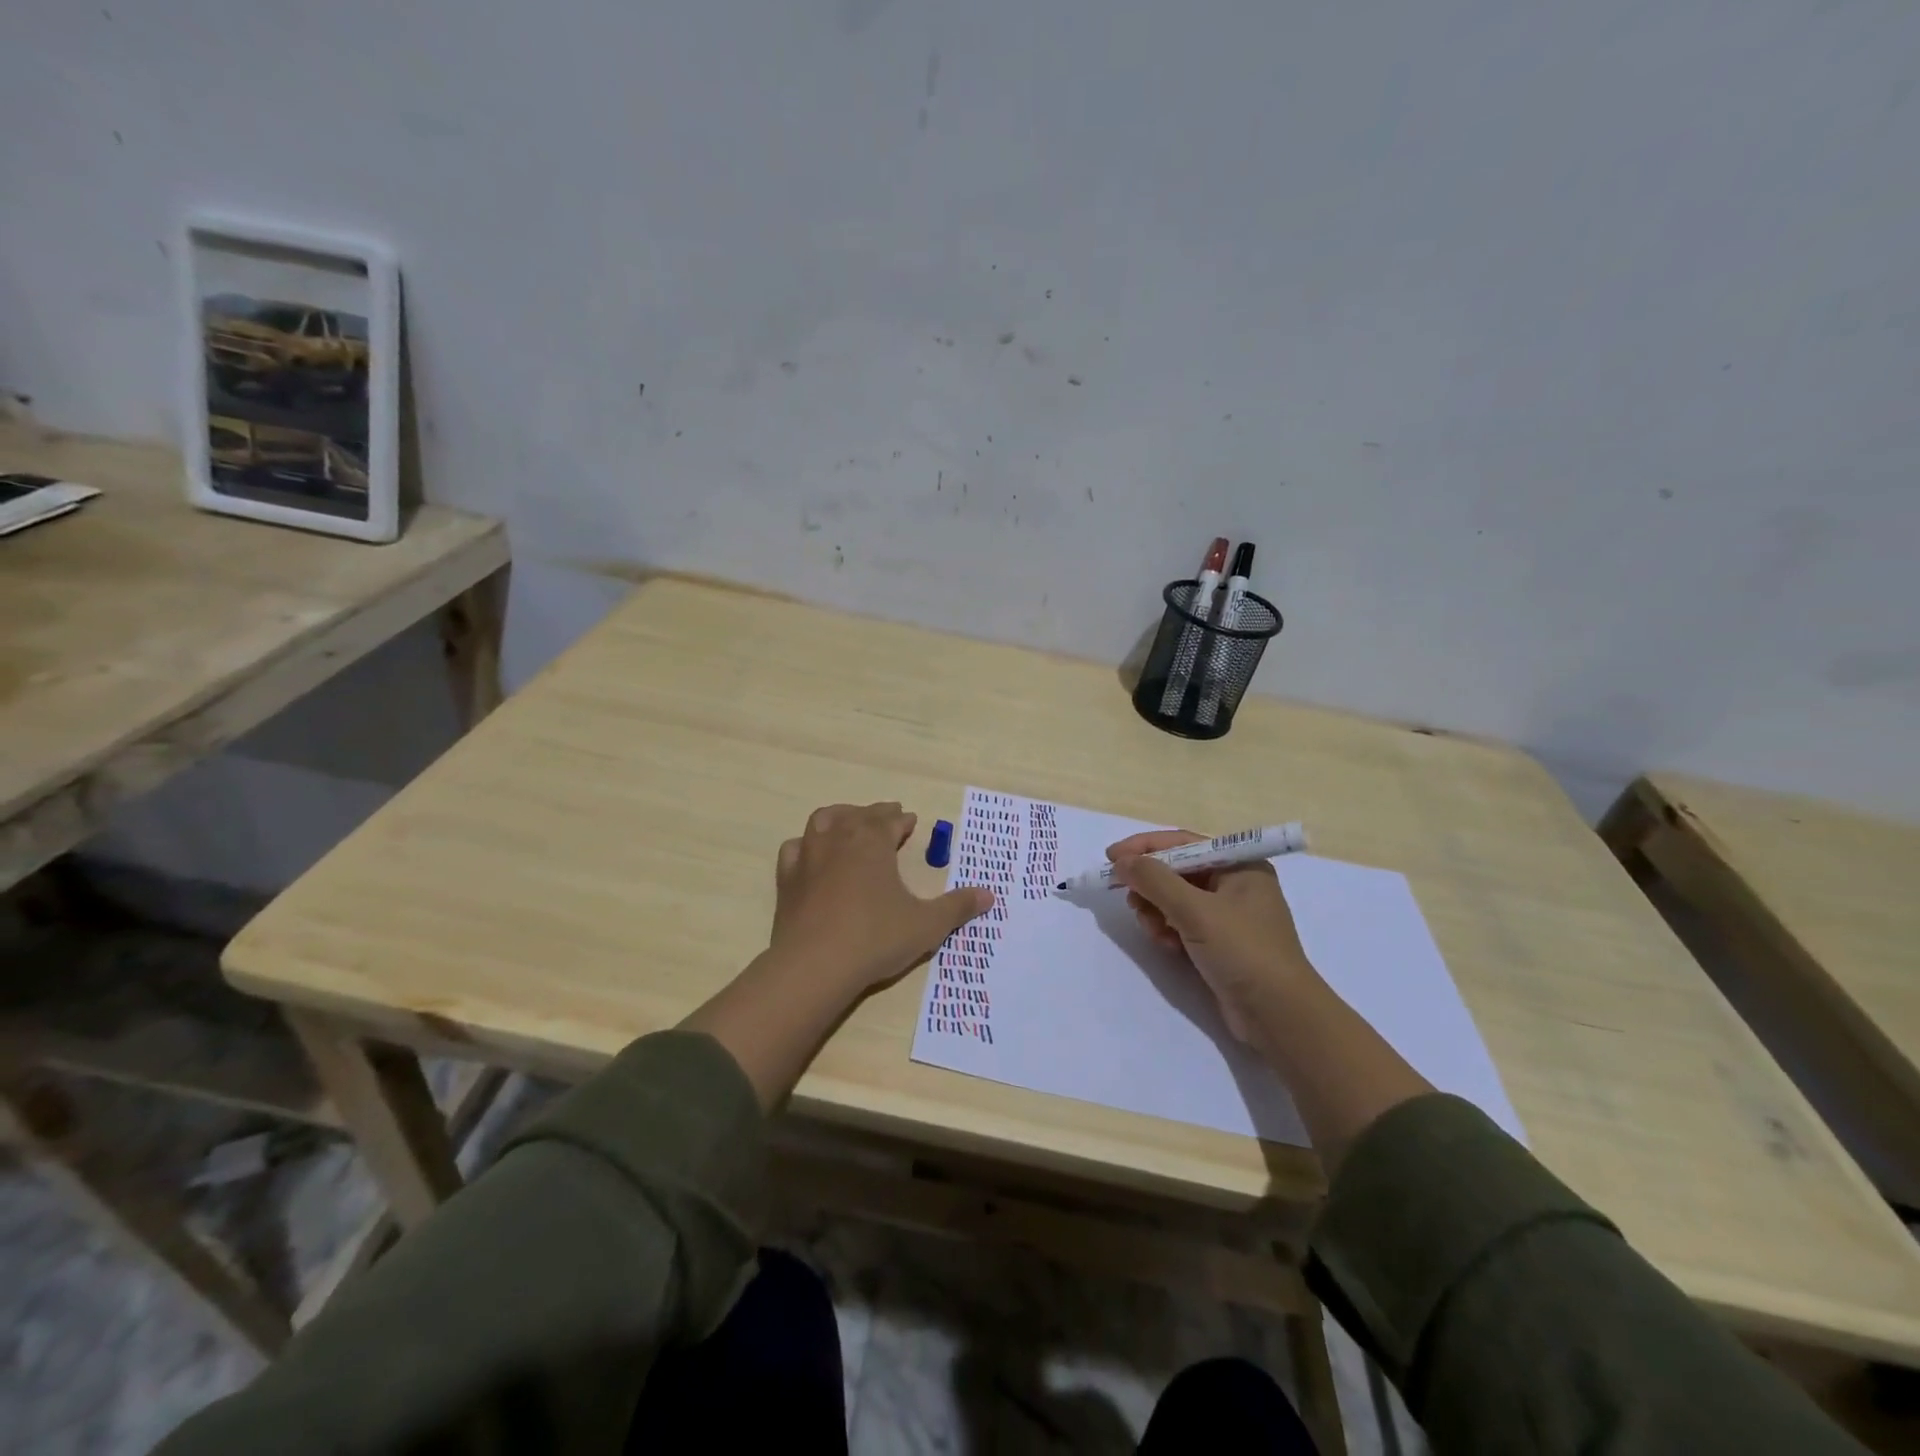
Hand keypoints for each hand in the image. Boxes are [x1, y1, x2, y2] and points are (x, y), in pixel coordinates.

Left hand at [769, 802, 994, 990]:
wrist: (815, 966)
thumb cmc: (875, 938)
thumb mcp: (926, 925)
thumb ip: (957, 907)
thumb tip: (989, 895)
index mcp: (872, 841)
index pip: (890, 820)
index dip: (902, 820)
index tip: (911, 821)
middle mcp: (838, 839)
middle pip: (858, 815)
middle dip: (875, 814)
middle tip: (888, 817)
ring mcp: (808, 857)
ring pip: (822, 821)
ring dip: (839, 817)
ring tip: (849, 823)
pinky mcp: (787, 880)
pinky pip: (795, 848)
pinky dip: (806, 845)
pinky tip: (811, 854)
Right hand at [1109, 829, 1316, 1042]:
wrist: (1279, 1016)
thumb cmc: (1243, 951)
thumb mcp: (1195, 910)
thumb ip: (1154, 880)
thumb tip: (1121, 861)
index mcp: (1240, 866)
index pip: (1183, 843)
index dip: (1144, 847)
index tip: (1111, 857)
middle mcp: (1236, 884)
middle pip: (1177, 871)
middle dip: (1150, 885)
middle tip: (1128, 898)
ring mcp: (1229, 915)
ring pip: (1176, 899)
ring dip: (1156, 910)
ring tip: (1151, 929)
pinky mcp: (1220, 943)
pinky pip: (1183, 923)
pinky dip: (1168, 929)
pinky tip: (1166, 944)